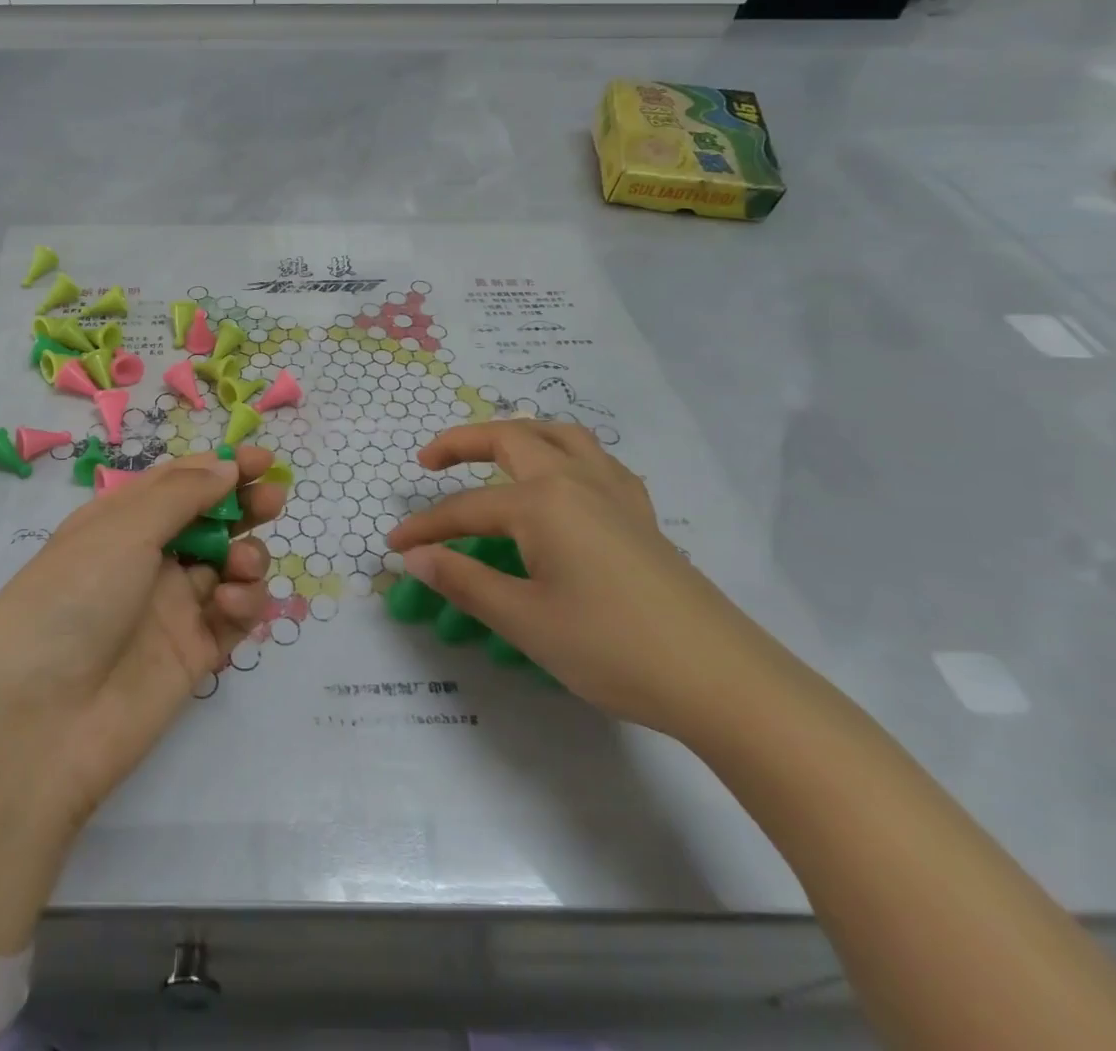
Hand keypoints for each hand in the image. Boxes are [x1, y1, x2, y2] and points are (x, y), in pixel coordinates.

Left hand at [0, 446, 285, 956]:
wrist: (39, 722)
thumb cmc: (72, 600)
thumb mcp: (121, 531)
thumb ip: (181, 494)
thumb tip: (226, 468)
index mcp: (119, 523)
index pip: (178, 484)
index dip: (218, 468)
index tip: (261, 459)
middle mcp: (146, 561)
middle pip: (208, 522)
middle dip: (243, 506)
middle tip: (272, 498)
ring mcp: (171, 609)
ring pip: (227, 567)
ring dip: (246, 555)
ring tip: (243, 564)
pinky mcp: (193, 655)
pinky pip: (231, 617)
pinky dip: (243, 603)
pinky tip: (232, 603)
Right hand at [386, 421, 784, 739]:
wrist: (722, 680)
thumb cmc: (612, 647)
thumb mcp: (524, 620)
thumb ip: (463, 581)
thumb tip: (415, 556)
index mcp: (543, 502)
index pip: (466, 508)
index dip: (425, 527)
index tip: (393, 544)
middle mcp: (577, 480)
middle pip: (511, 438)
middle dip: (462, 442)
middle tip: (429, 461)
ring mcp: (616, 492)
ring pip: (560, 436)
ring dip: (519, 435)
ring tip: (494, 454)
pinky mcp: (642, 514)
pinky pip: (596, 461)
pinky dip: (564, 455)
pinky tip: (562, 485)